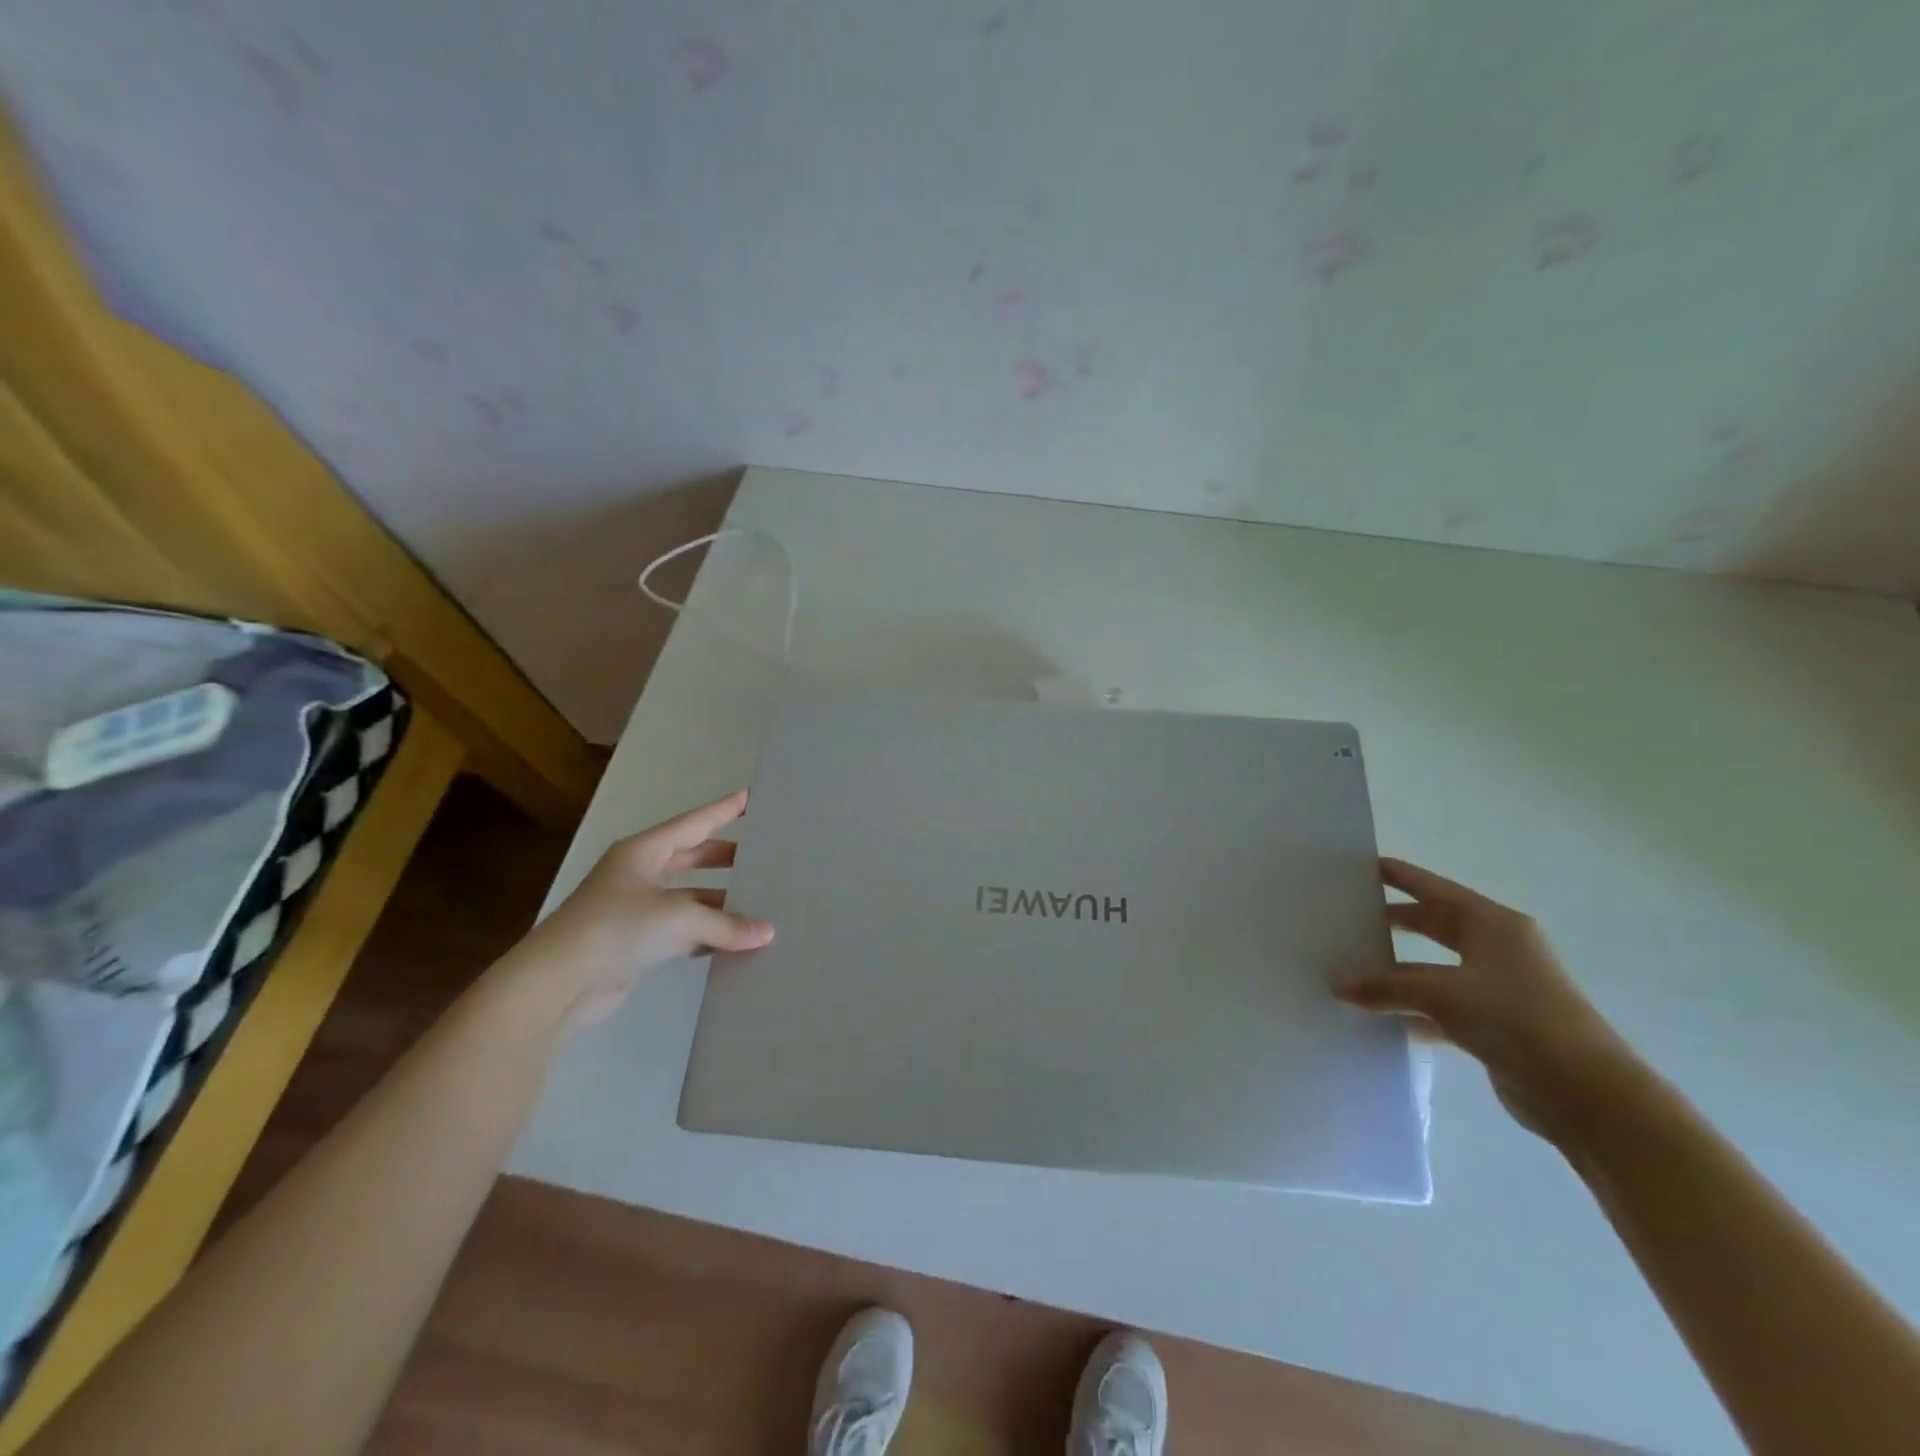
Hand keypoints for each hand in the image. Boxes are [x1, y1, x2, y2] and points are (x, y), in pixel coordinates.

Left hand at [502, 790, 773, 1028]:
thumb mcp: (678, 917)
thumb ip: (726, 924)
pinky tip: (736, 941)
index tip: (751, 797)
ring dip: (721, 902)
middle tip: (763, 854)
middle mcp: (640, 874)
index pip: (694, 823)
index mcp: (644, 851)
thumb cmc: (616, 928)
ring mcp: (638, 909)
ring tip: (761, 902)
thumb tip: (767, 933)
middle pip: (693, 858)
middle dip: (726, 857)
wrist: (557, 984)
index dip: (723, 810)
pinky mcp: (638, 942)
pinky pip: (684, 930)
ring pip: (691, 897)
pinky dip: (708, 934)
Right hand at [1335, 858, 1639, 1142]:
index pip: (1434, 889)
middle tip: (1349, 916)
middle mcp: (1498, 949)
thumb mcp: (1442, 994)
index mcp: (1493, 925)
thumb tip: (1337, 984)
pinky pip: (1442, 1007)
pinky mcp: (1496, 1026)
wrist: (1585, 1094)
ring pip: (1435, 969)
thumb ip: (1385, 986)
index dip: (1399, 876)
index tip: (1360, 867)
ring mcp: (1498, 988)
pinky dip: (1413, 1010)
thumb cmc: (1516, 1018)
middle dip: (1394, 922)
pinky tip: (1380, 1018)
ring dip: (1399, 973)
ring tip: (1352, 969)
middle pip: (1435, 926)